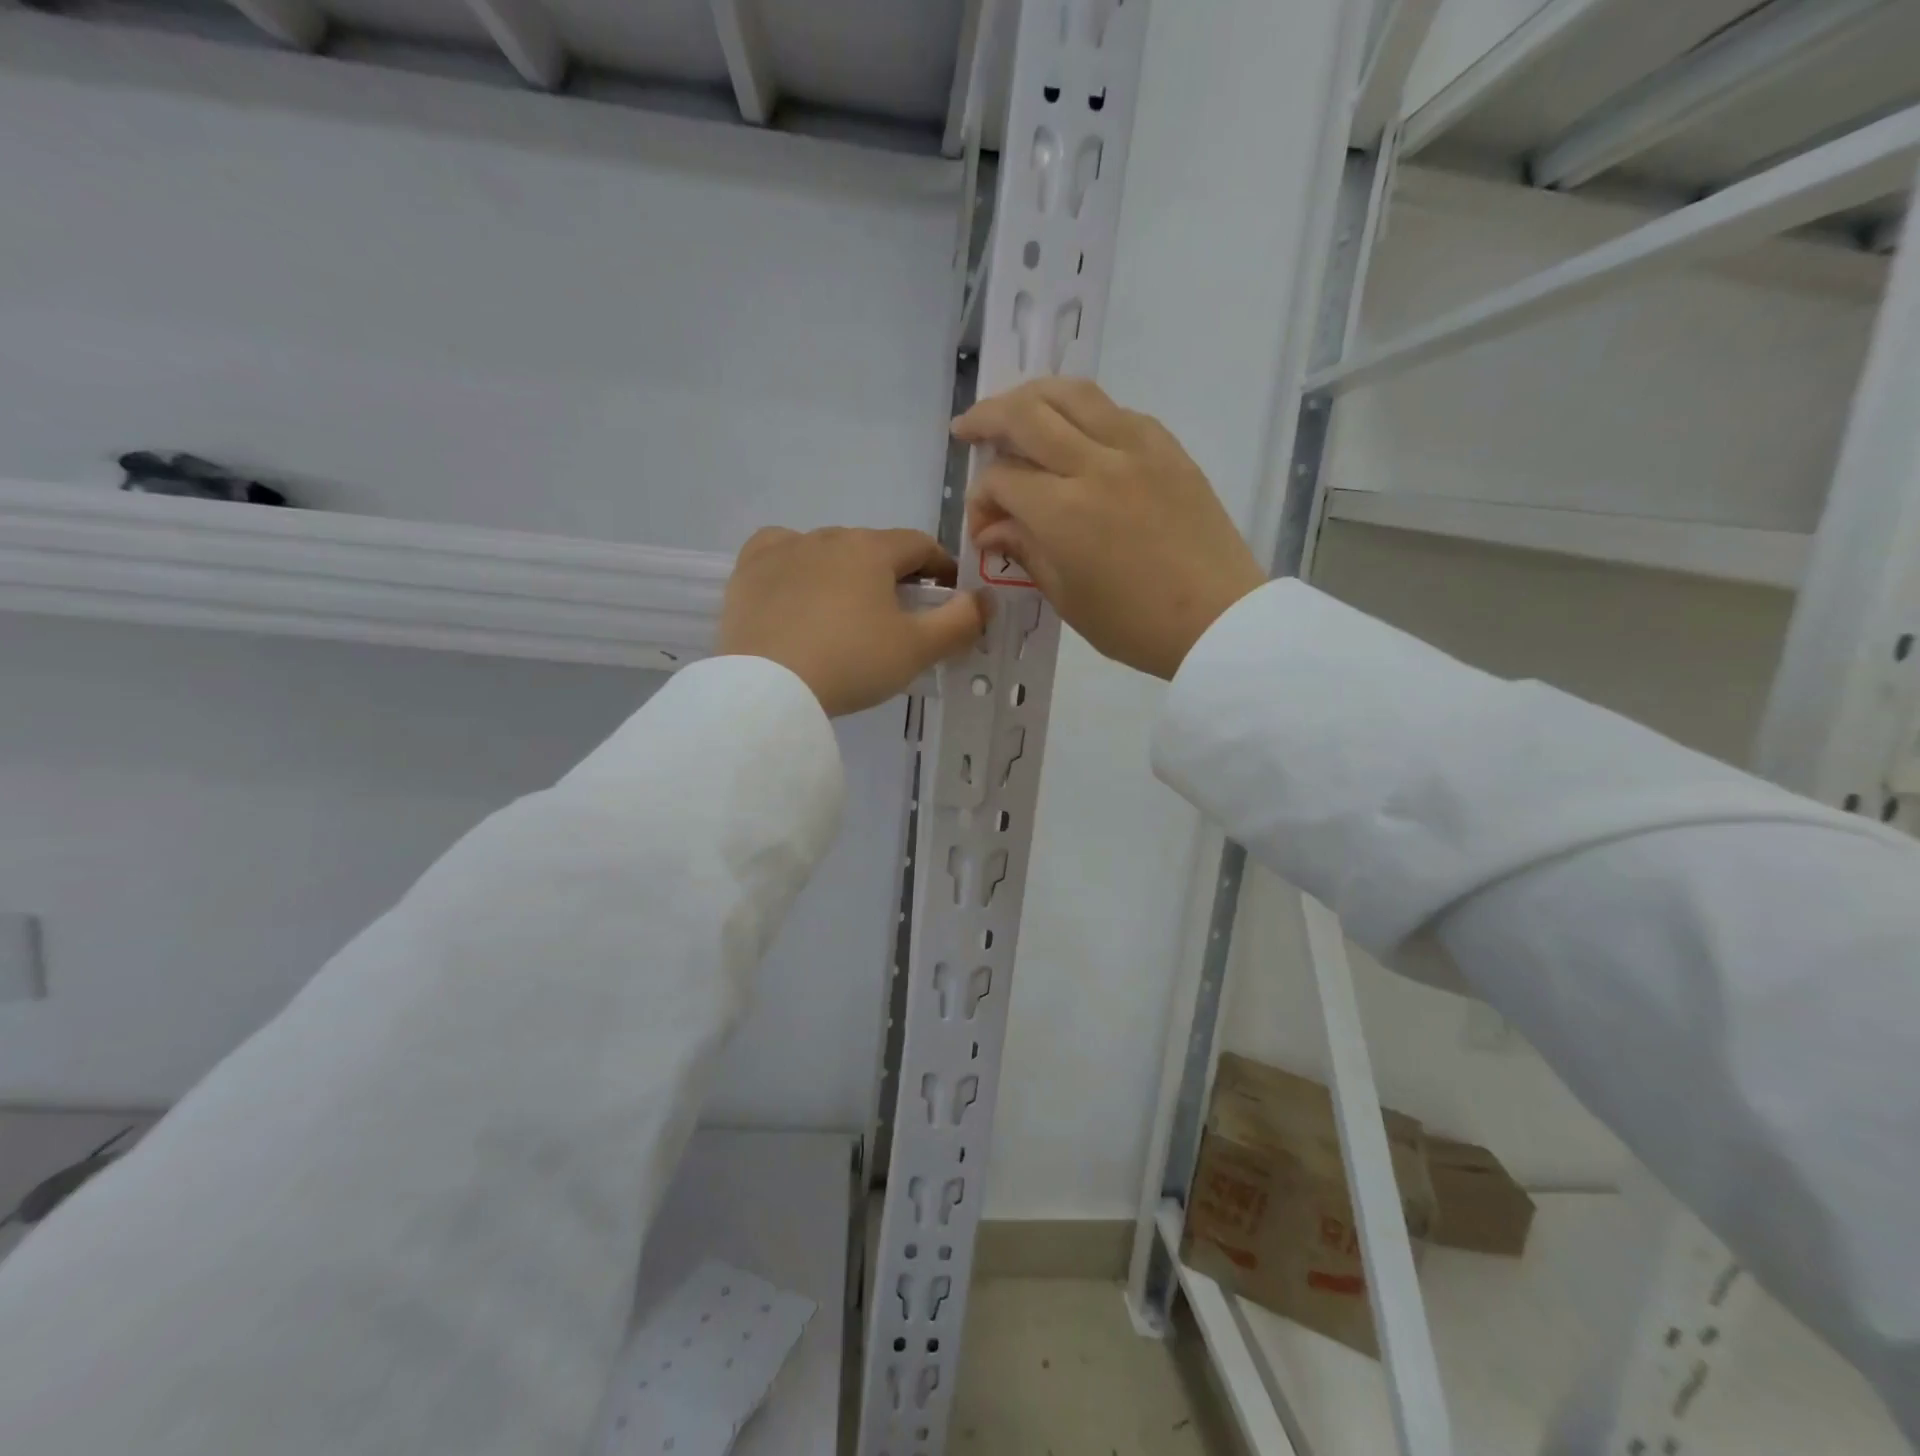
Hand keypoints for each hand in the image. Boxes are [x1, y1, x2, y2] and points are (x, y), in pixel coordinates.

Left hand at [718, 527, 985, 716]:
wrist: (768, 688)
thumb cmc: (852, 663)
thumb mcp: (917, 649)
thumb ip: (959, 621)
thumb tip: (984, 599)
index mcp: (872, 549)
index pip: (920, 546)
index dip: (941, 567)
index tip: (948, 594)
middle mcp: (828, 536)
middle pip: (873, 548)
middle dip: (892, 575)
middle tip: (898, 615)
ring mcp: (784, 550)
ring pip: (827, 551)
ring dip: (845, 572)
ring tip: (846, 612)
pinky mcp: (748, 571)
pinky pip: (780, 554)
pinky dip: (795, 566)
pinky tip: (796, 589)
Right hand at [954, 379, 1265, 679]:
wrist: (1218, 620)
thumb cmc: (1135, 625)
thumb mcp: (1067, 598)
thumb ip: (1026, 551)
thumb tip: (993, 529)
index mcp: (1063, 511)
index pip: (1001, 480)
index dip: (980, 498)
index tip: (984, 525)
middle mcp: (1095, 464)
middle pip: (1026, 414)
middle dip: (986, 417)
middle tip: (967, 429)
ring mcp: (1136, 448)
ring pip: (1072, 393)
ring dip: (1032, 395)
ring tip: (1013, 409)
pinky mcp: (1167, 448)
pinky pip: (1115, 410)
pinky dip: (1083, 410)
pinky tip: (1075, 430)